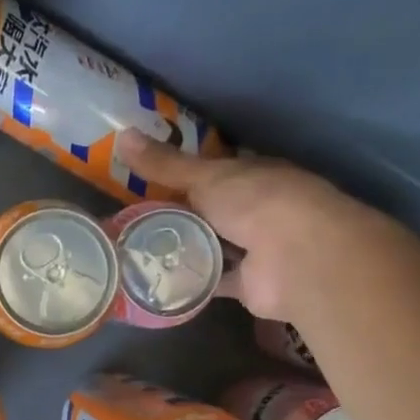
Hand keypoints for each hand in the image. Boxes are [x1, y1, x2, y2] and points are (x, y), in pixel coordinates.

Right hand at [118, 131, 370, 319]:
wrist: (297, 258)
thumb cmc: (257, 202)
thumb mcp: (205, 177)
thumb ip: (165, 163)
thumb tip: (122, 135)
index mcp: (253, 175)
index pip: (214, 171)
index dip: (182, 174)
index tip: (145, 181)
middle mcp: (257, 209)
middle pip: (210, 210)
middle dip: (178, 214)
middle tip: (131, 219)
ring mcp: (255, 248)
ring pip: (211, 246)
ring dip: (183, 249)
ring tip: (136, 251)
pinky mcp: (247, 284)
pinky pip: (212, 281)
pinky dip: (189, 283)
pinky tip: (157, 283)